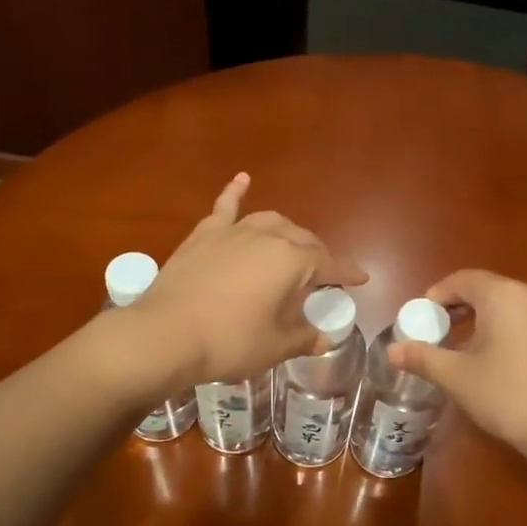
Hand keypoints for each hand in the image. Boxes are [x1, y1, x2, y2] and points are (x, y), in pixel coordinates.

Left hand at [130, 174, 367, 385]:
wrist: (165, 335)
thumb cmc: (229, 342)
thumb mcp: (275, 346)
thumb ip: (304, 337)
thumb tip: (325, 338)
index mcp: (292, 261)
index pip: (329, 264)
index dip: (347, 273)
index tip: (360, 279)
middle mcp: (267, 236)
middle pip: (302, 240)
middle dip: (317, 255)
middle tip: (321, 276)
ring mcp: (233, 231)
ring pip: (269, 221)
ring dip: (286, 232)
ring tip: (291, 245)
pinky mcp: (204, 235)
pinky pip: (225, 207)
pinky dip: (236, 192)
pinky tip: (243, 179)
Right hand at [389, 269, 526, 462]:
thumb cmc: (509, 397)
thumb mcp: (458, 378)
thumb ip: (423, 358)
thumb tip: (393, 350)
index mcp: (503, 296)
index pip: (463, 279)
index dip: (439, 295)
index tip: (425, 317)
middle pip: (492, 291)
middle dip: (465, 309)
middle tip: (447, 335)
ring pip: (519, 308)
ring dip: (495, 322)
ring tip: (480, 353)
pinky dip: (522, 335)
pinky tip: (518, 368)